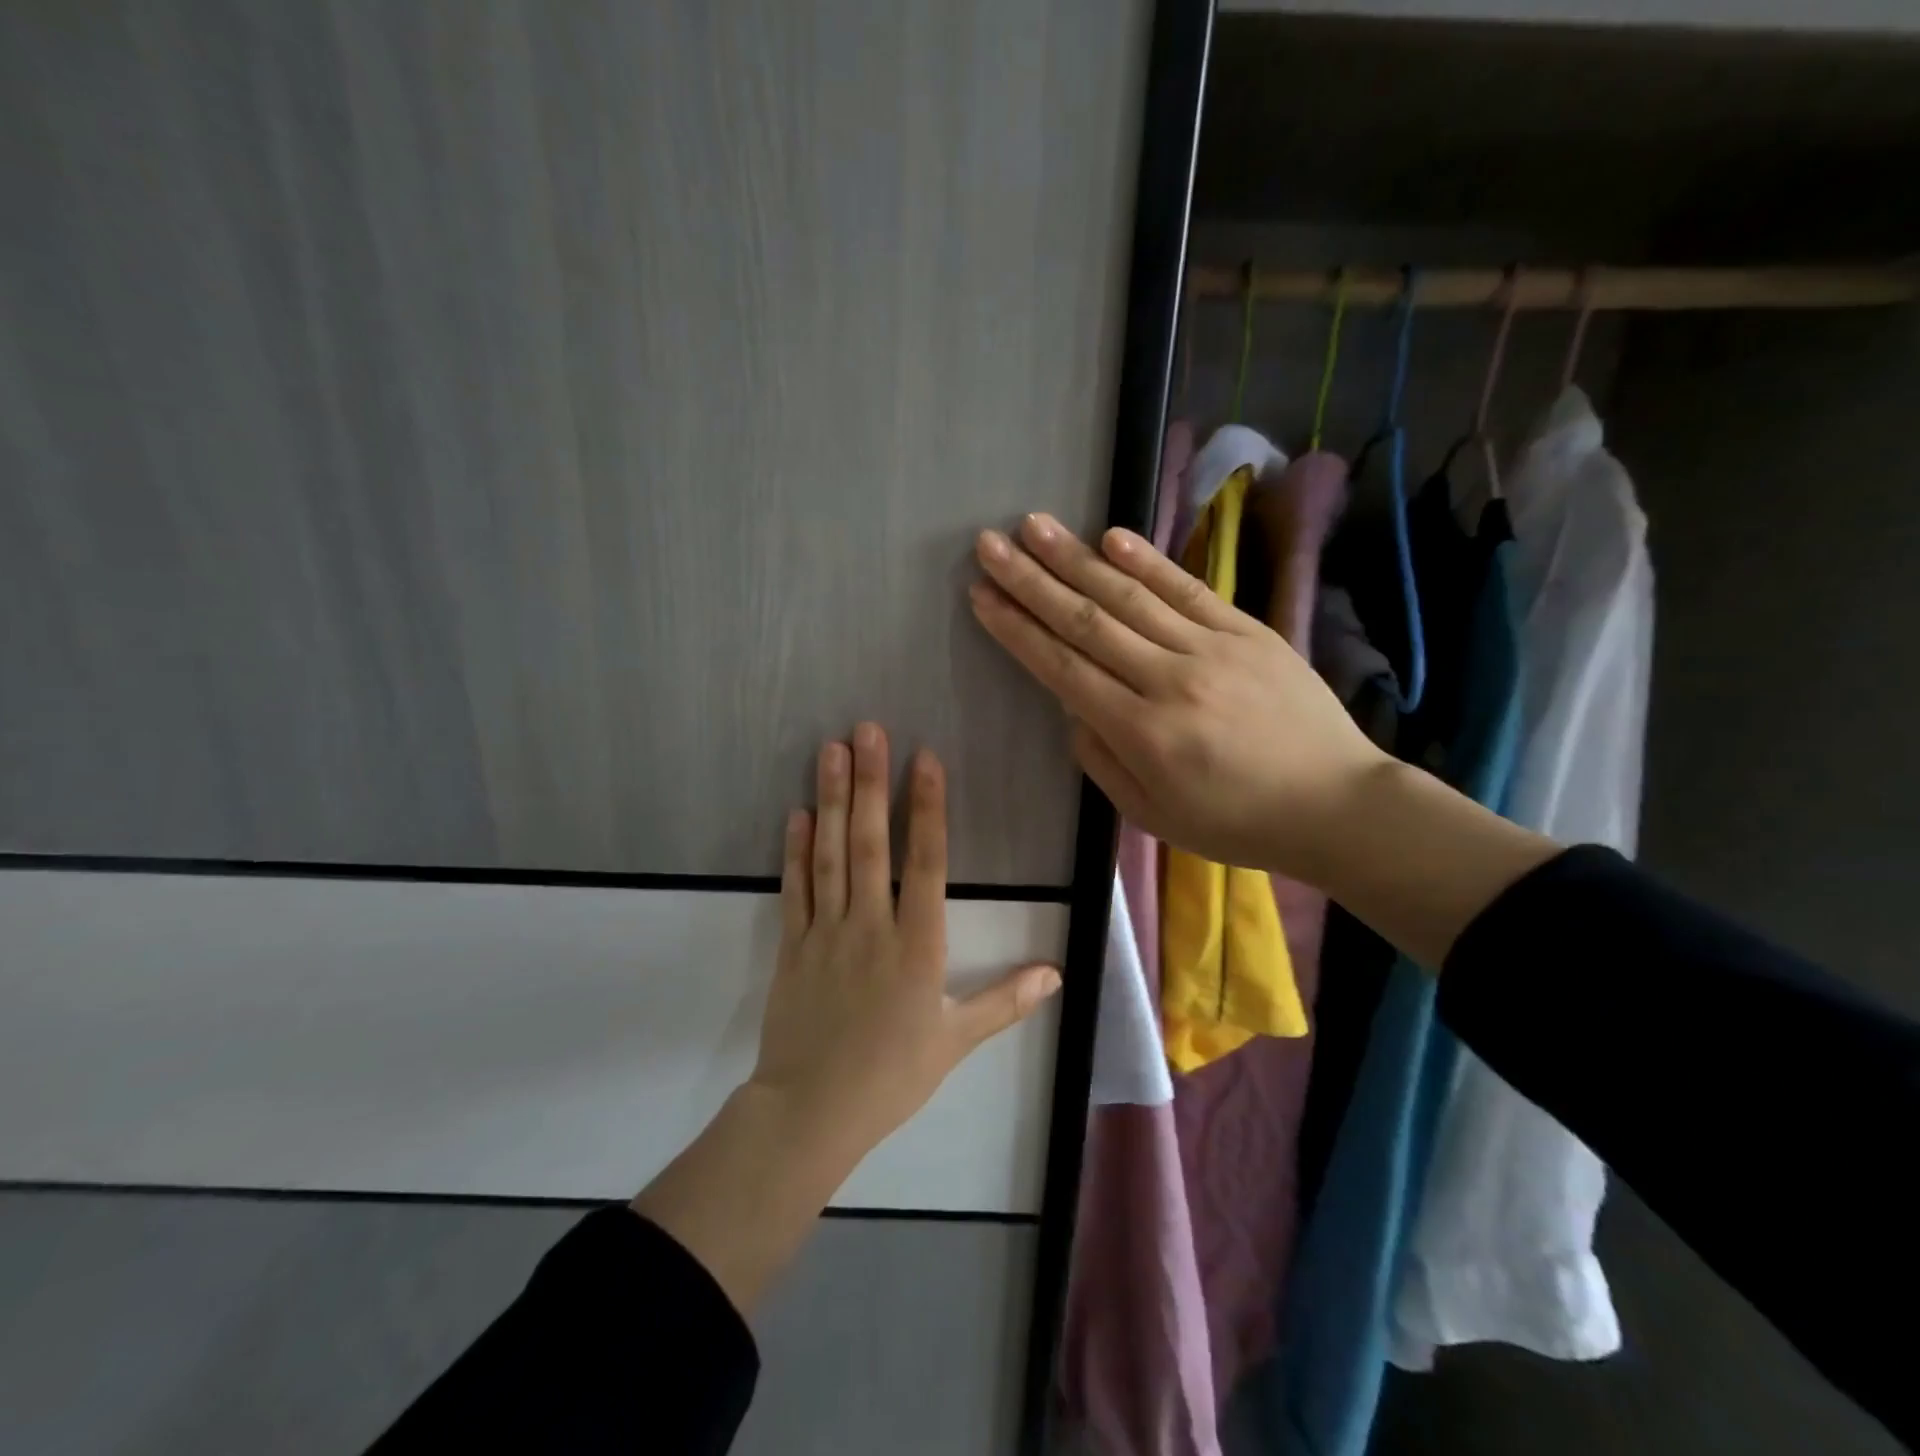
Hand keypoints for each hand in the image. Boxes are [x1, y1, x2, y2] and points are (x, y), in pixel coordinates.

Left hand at [749, 724, 1062, 1160]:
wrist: (813, 1111)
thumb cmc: (893, 1075)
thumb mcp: (956, 1041)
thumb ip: (1005, 1001)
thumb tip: (1057, 973)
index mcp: (917, 945)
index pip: (926, 863)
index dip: (926, 808)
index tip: (923, 760)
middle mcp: (871, 925)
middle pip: (871, 844)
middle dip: (871, 783)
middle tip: (867, 730)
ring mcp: (826, 932)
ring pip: (830, 855)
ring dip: (831, 800)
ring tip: (831, 750)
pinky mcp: (792, 945)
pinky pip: (794, 889)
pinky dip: (795, 849)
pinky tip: (797, 813)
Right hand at [968, 514, 1388, 879]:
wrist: (1336, 805)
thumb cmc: (1237, 823)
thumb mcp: (1153, 816)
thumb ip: (1102, 762)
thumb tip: (1073, 710)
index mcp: (1142, 733)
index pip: (1063, 668)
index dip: (1017, 629)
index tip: (981, 596)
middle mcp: (1170, 679)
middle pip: (1087, 621)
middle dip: (1031, 580)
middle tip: (989, 544)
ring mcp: (1212, 648)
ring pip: (1130, 595)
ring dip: (1076, 558)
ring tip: (1034, 525)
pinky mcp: (1248, 631)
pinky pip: (1189, 589)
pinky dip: (1148, 560)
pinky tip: (1111, 536)